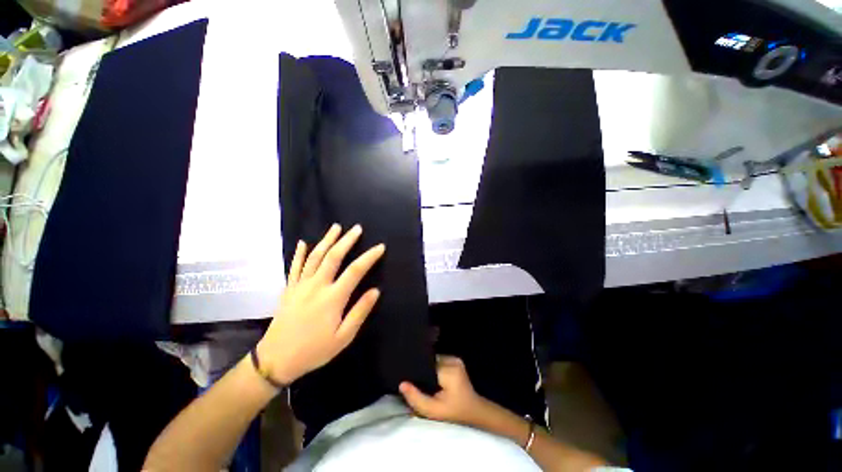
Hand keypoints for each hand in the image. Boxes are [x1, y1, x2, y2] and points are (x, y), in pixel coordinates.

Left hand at [257, 224, 384, 384]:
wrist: (276, 360)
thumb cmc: (314, 350)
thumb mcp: (343, 337)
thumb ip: (360, 311)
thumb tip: (376, 291)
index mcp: (333, 298)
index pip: (355, 271)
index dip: (369, 257)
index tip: (380, 247)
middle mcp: (317, 286)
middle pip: (333, 257)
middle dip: (347, 240)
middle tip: (357, 228)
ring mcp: (300, 285)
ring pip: (315, 256)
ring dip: (326, 240)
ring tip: (336, 227)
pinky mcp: (289, 289)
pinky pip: (294, 267)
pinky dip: (299, 253)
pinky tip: (303, 242)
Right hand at [399, 356, 490, 427]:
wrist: (474, 410)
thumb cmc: (454, 412)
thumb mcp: (433, 411)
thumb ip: (417, 398)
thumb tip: (402, 384)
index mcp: (449, 371)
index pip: (427, 365)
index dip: (417, 372)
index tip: (408, 379)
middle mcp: (453, 360)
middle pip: (430, 362)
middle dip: (422, 371)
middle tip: (415, 381)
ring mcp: (455, 358)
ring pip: (434, 360)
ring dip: (428, 369)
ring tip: (423, 379)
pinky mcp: (456, 360)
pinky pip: (439, 361)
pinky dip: (434, 368)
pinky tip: (432, 377)